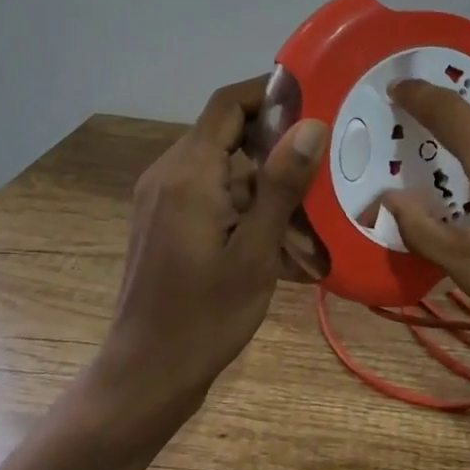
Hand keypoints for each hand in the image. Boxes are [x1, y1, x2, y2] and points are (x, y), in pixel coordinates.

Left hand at [95, 76, 327, 413]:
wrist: (146, 376)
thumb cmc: (205, 317)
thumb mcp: (256, 253)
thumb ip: (281, 185)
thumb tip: (310, 125)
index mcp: (188, 173)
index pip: (227, 104)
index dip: (269, 94)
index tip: (314, 102)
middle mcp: (168, 175)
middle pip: (228, 135)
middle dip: (276, 148)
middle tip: (323, 166)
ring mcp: (162, 199)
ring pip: (224, 171)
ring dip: (266, 188)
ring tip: (311, 222)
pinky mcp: (164, 222)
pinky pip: (212, 196)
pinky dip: (247, 209)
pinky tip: (281, 244)